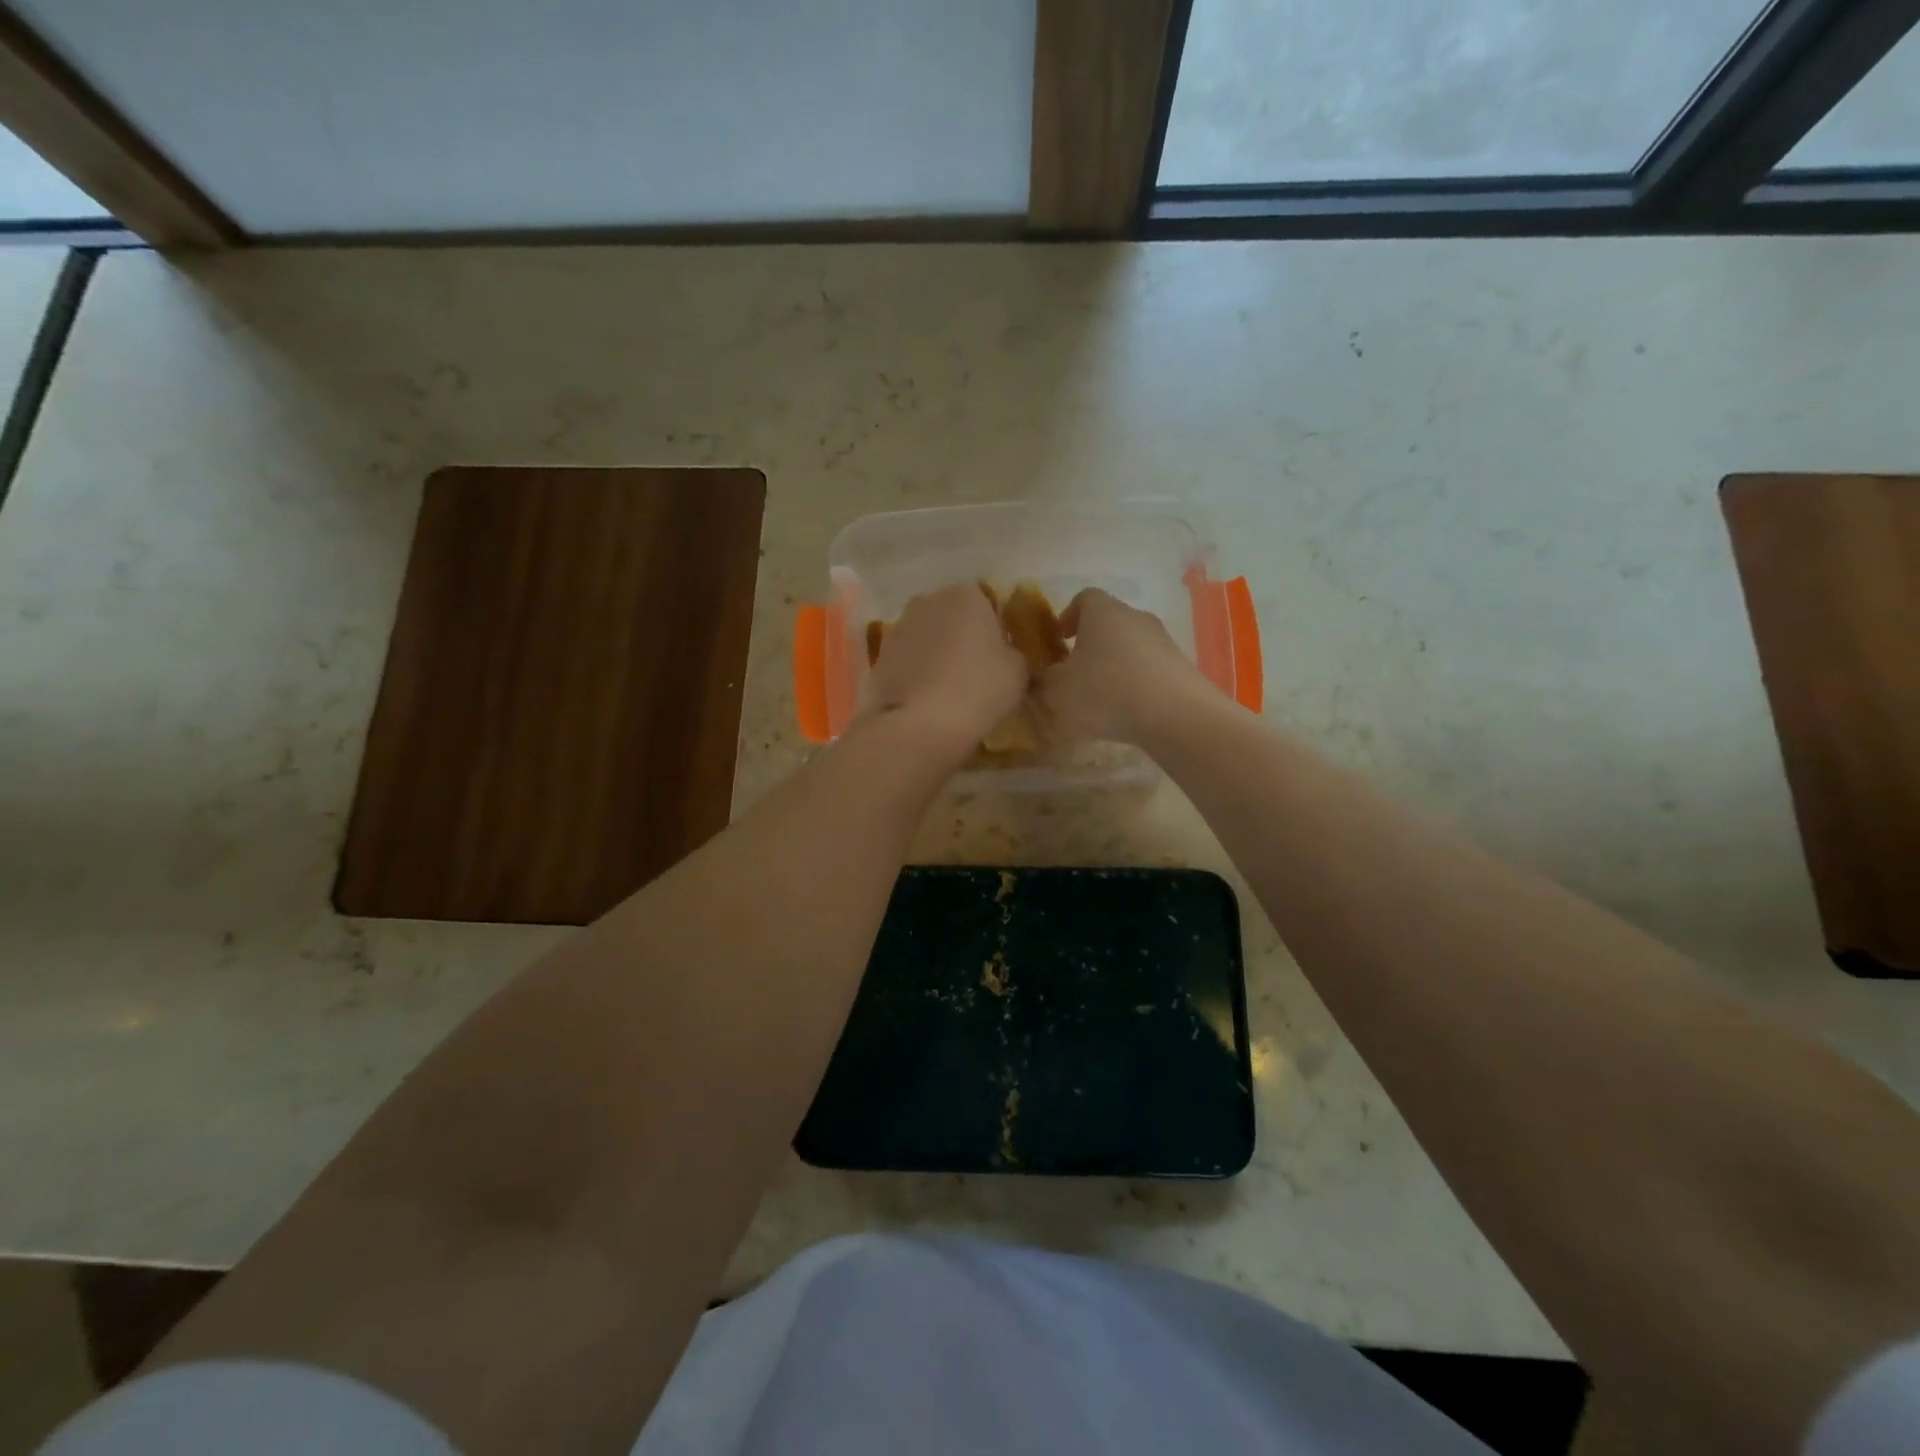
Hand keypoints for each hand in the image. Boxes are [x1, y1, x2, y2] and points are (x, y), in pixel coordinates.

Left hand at [865, 584, 1025, 749]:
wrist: (918, 725)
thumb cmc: (977, 690)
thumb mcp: (1018, 673)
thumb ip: (1016, 656)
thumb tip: (1009, 657)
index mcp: (967, 595)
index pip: (989, 604)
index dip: (996, 631)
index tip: (1002, 658)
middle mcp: (928, 601)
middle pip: (953, 617)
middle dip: (964, 638)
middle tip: (977, 673)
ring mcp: (899, 627)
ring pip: (928, 637)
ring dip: (938, 655)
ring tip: (950, 690)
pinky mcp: (879, 656)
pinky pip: (908, 660)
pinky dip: (917, 673)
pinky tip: (927, 699)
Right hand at [1039, 589, 1211, 745]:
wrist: (1176, 716)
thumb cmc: (1107, 692)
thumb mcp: (1058, 691)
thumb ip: (1043, 681)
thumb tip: (1042, 676)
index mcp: (1102, 612)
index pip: (1083, 598)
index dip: (1068, 616)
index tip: (1058, 640)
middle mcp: (1135, 616)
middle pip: (1108, 621)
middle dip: (1090, 643)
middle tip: (1075, 672)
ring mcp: (1162, 640)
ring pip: (1130, 645)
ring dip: (1113, 664)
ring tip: (1101, 696)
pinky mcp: (1179, 665)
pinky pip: (1149, 667)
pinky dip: (1135, 681)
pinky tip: (1127, 710)